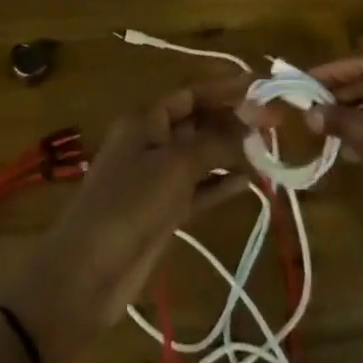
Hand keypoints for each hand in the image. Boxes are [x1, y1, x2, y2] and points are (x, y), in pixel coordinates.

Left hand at [0, 77, 249, 362]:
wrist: (87, 274)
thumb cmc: (129, 205)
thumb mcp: (175, 166)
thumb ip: (216, 142)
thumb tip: (253, 123)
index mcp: (145, 121)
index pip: (191, 94)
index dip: (225, 89)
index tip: (261, 88)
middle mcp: (151, 143)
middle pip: (197, 123)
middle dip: (233, 122)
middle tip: (275, 125)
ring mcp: (156, 180)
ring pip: (201, 157)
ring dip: (231, 154)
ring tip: (269, 153)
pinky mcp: (163, 213)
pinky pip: (198, 189)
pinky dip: (221, 184)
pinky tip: (251, 183)